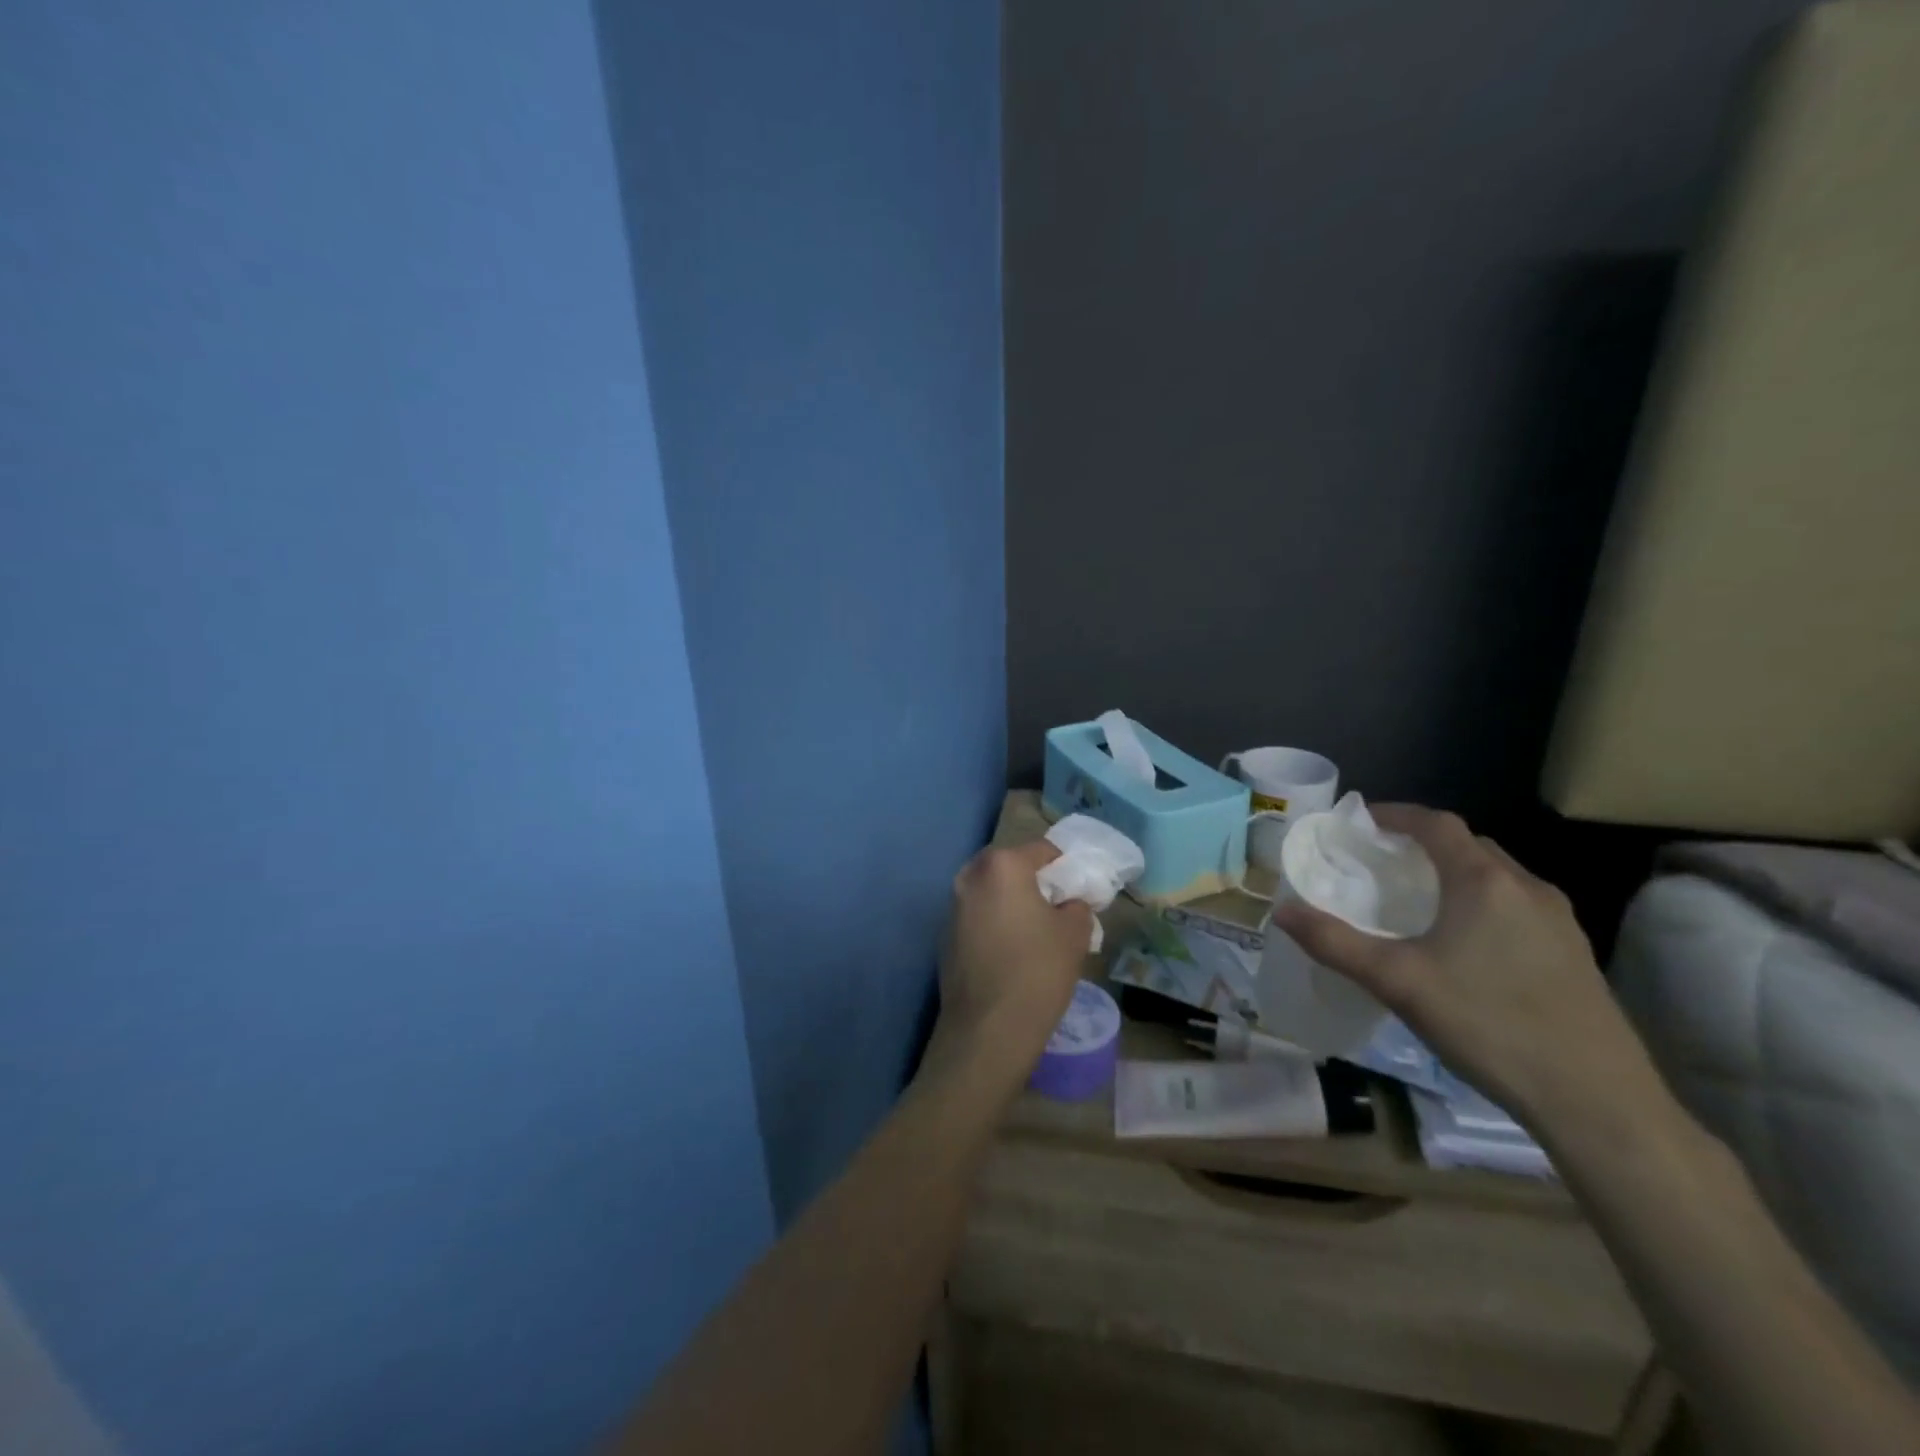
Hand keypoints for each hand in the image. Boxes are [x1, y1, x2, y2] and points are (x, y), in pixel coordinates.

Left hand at [924, 842, 1094, 1089]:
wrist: (987, 1029)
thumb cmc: (1037, 971)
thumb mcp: (1075, 934)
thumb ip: (1077, 905)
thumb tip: (1069, 902)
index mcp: (1002, 866)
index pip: (1041, 850)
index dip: (1063, 866)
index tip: (1077, 889)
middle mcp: (970, 877)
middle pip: (1008, 865)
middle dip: (1031, 879)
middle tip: (1054, 905)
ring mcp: (952, 907)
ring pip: (988, 890)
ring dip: (1008, 900)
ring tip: (1032, 929)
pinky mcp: (943, 936)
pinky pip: (975, 916)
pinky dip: (992, 922)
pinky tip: (1009, 950)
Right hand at [1272, 805, 1667, 1136]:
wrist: (1598, 1102)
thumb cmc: (1489, 1025)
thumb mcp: (1398, 982)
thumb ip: (1335, 942)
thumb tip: (1280, 912)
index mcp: (1484, 882)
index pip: (1437, 824)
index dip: (1396, 815)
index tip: (1359, 824)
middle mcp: (1527, 888)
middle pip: (1468, 845)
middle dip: (1422, 845)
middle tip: (1380, 864)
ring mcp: (1559, 921)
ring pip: (1497, 877)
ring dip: (1453, 875)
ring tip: (1416, 902)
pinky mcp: (1574, 954)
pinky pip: (1517, 906)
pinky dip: (1481, 903)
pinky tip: (1464, 945)